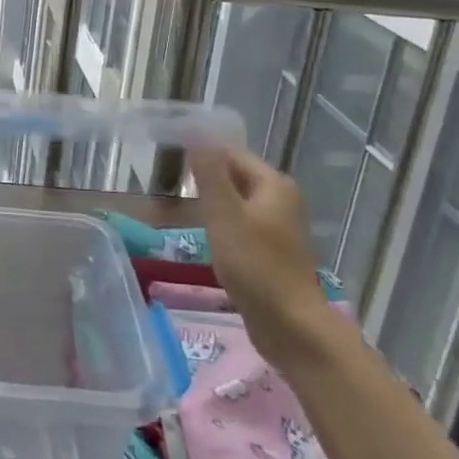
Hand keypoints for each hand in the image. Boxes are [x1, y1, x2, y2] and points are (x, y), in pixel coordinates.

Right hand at [189, 145, 332, 360]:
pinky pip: (242, 225)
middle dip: (205, 179)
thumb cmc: (255, 265)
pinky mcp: (272, 251)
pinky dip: (222, 225)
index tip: (168, 160)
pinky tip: (204, 237)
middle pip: (236, 176)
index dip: (202, 154)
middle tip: (168, 185)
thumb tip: (197, 133)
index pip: (231, 154)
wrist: (290, 325)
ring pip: (237, 202)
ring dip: (212, 204)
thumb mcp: (225, 215)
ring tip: (179, 209)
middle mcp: (281, 199)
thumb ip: (210, 173)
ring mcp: (279, 227)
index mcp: (274, 184)